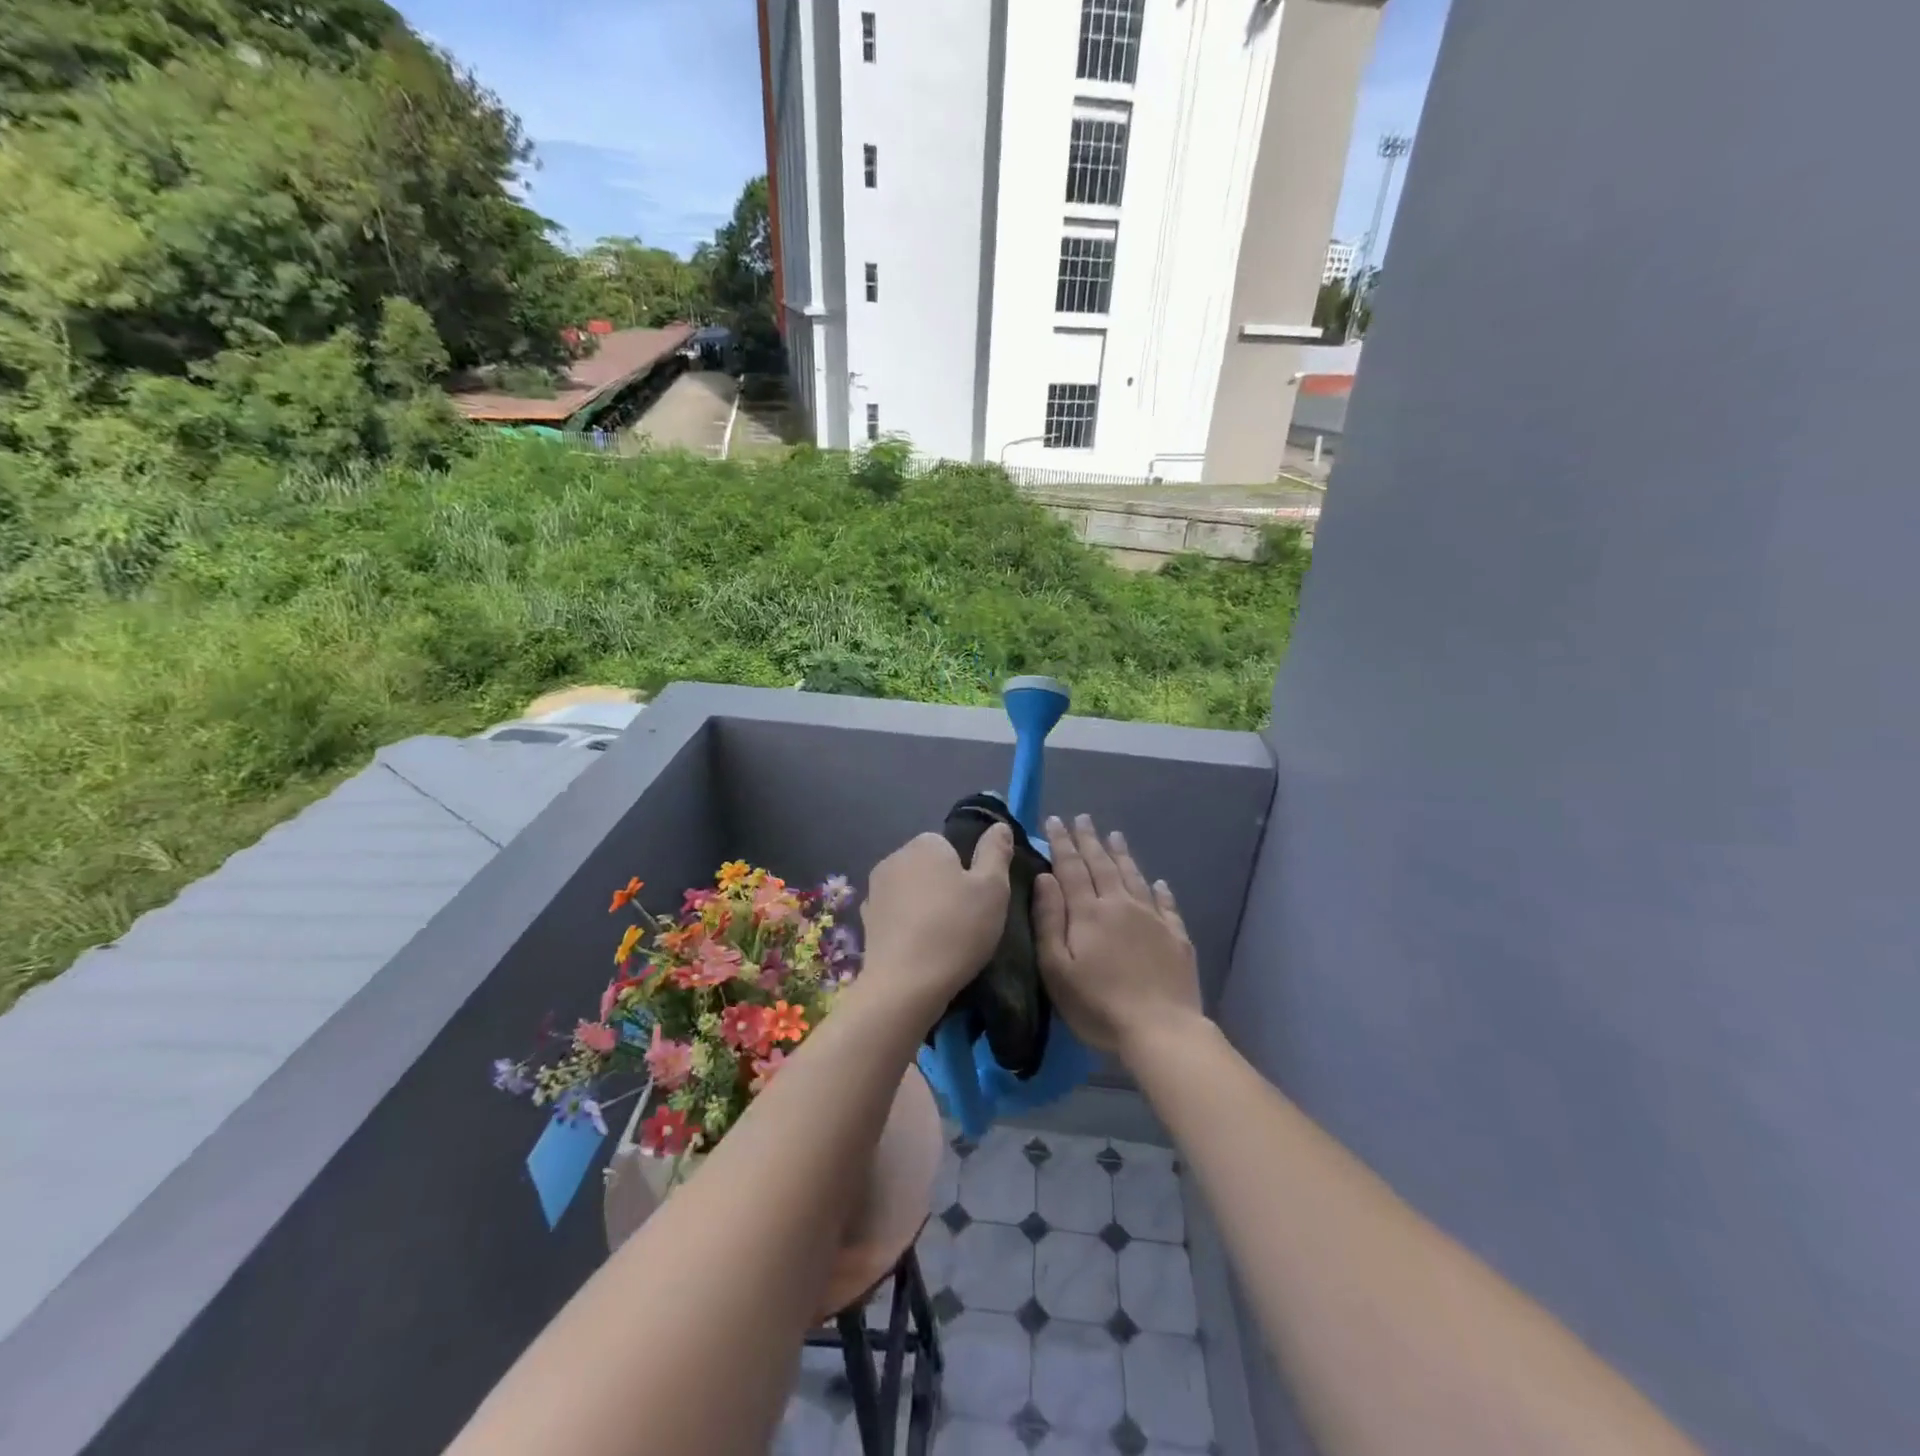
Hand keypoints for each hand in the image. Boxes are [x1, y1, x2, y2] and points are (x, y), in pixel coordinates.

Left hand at [859, 825, 1014, 1016]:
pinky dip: (907, 925)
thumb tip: (999, 826)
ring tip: (944, 939)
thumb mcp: (993, 888)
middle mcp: (894, 858)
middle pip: (928, 866)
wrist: (905, 985)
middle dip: (944, 886)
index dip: (967, 871)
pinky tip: (920, 949)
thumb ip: (996, 852)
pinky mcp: (865, 920)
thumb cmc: (957, 929)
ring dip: (924, 906)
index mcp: (924, 844)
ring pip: (910, 890)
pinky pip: (895, 914)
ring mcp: (874, 890)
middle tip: (966, 920)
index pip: (950, 845)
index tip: (977, 899)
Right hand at [1033, 814, 1201, 1058]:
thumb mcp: (1057, 968)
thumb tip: (1046, 879)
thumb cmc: (1098, 1005)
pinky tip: (1158, 882)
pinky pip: (1166, 904)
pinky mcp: (1176, 937)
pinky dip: (1159, 889)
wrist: (1161, 1029)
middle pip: (1103, 865)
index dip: (1062, 843)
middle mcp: (1121, 905)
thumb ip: (1049, 920)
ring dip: (1122, 855)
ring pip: (1134, 877)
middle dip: (1090, 840)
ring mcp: (1153, 919)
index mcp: (1089, 912)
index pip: (1072, 868)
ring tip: (1115, 836)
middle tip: (1083, 819)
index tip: (1056, 821)